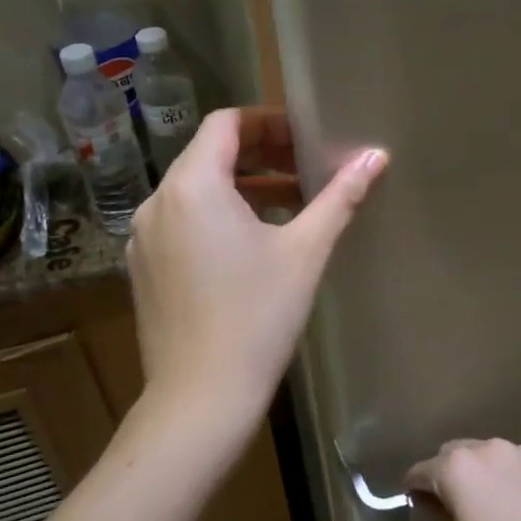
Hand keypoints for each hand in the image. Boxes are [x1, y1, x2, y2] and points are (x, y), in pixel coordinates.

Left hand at [126, 107, 386, 445]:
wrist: (200, 399)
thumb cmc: (257, 317)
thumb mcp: (305, 251)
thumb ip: (340, 196)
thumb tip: (376, 156)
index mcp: (192, 186)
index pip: (226, 123)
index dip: (268, 121)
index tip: (306, 137)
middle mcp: (157, 202)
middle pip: (209, 155)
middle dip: (261, 155)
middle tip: (307, 168)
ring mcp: (144, 238)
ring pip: (195, 191)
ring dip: (242, 188)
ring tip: (291, 205)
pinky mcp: (144, 269)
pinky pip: (182, 223)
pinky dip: (217, 217)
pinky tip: (253, 246)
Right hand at [405, 440, 520, 520]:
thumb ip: (440, 517)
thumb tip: (430, 502)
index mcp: (459, 469)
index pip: (424, 469)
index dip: (417, 486)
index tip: (417, 501)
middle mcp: (490, 449)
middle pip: (457, 453)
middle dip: (451, 473)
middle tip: (456, 504)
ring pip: (493, 455)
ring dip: (486, 472)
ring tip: (495, 505)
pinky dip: (516, 479)